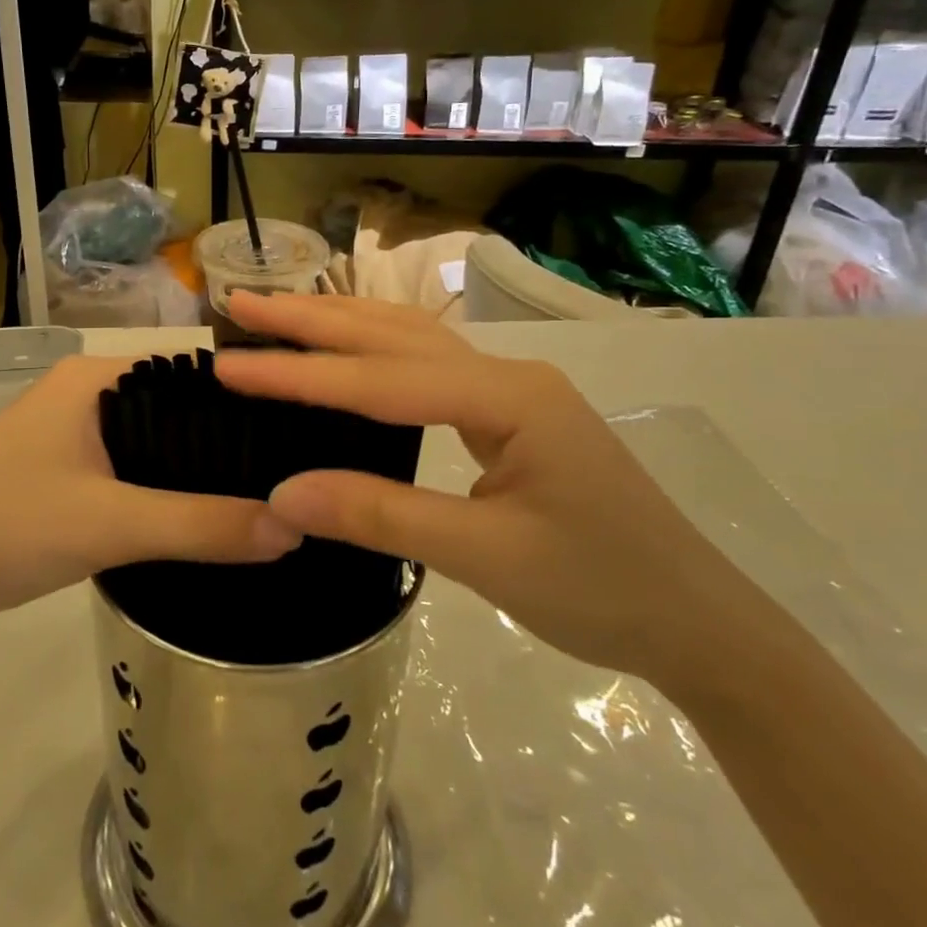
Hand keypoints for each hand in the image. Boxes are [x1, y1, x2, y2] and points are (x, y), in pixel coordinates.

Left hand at [0, 355, 300, 646]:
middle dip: (229, 441)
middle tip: (294, 474)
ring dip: (199, 468)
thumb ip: (202, 525)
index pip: (194, 372)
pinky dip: (169, 488)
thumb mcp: (111, 524)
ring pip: (158, 442)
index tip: (304, 432)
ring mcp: (74, 432)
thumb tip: (294, 526)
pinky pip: (136, 469)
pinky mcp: (67, 471)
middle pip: (179, 409)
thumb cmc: (8, 528)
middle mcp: (89, 393)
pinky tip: (206, 514)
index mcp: (97, 378)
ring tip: (267, 494)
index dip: (249, 399)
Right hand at [214, 293, 767, 692]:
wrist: (696, 622)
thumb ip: (383, 516)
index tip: (230, 366)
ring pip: (409, 343)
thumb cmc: (601, 589)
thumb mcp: (486, 558)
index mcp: (509, 396)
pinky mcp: (507, 416)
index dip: (301, 375)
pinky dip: (371, 355)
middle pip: (393, 335)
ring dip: (340, 326)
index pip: (382, 380)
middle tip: (240, 304)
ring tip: (276, 315)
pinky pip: (425, 371)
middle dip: (312, 320)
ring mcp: (509, 392)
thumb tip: (282, 495)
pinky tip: (344, 352)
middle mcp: (506, 374)